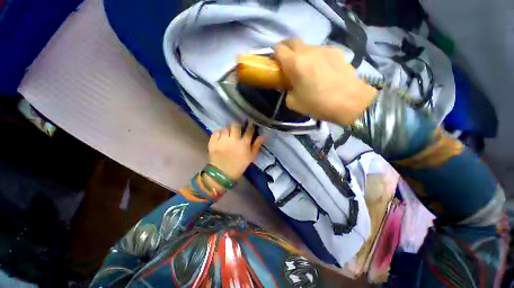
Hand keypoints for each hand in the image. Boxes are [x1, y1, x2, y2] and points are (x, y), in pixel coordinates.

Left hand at [208, 123, 265, 181]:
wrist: (223, 174)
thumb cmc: (239, 166)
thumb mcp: (251, 157)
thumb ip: (256, 145)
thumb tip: (263, 136)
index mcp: (243, 144)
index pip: (249, 131)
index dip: (250, 127)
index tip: (250, 125)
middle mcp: (233, 140)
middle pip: (236, 126)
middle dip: (237, 126)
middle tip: (237, 130)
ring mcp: (222, 141)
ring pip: (225, 129)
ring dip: (227, 131)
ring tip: (228, 135)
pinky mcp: (213, 143)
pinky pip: (215, 132)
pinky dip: (218, 133)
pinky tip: (220, 137)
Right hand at [274, 39, 377, 125]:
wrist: (349, 101)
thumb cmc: (317, 104)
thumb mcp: (293, 103)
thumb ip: (288, 91)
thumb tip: (291, 86)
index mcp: (294, 63)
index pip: (279, 49)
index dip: (274, 53)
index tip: (275, 62)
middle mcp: (308, 51)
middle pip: (292, 41)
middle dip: (286, 48)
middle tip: (286, 61)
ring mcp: (323, 49)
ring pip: (307, 46)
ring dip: (302, 54)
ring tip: (306, 68)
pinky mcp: (336, 51)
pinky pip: (320, 51)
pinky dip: (316, 57)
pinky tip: (321, 70)